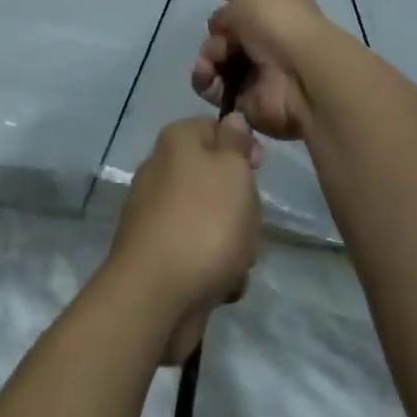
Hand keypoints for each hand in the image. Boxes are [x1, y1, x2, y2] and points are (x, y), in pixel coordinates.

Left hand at [104, 115, 261, 362]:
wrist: (156, 296)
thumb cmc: (203, 222)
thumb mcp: (232, 170)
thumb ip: (236, 142)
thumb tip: (231, 119)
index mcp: (177, 142)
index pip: (215, 128)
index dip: (242, 146)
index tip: (260, 169)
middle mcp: (162, 171)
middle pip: (218, 179)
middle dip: (241, 206)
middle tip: (247, 223)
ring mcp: (158, 215)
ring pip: (213, 219)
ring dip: (234, 243)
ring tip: (235, 262)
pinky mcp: (160, 255)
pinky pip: (200, 253)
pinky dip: (215, 268)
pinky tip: (220, 285)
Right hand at [192, 0, 347, 139]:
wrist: (297, 72)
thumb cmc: (274, 15)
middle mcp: (268, 30)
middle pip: (227, 25)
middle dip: (217, 26)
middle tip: (222, 31)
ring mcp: (258, 65)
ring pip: (217, 55)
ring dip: (209, 54)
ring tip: (213, 58)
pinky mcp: (247, 96)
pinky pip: (215, 86)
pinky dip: (206, 79)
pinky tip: (208, 74)